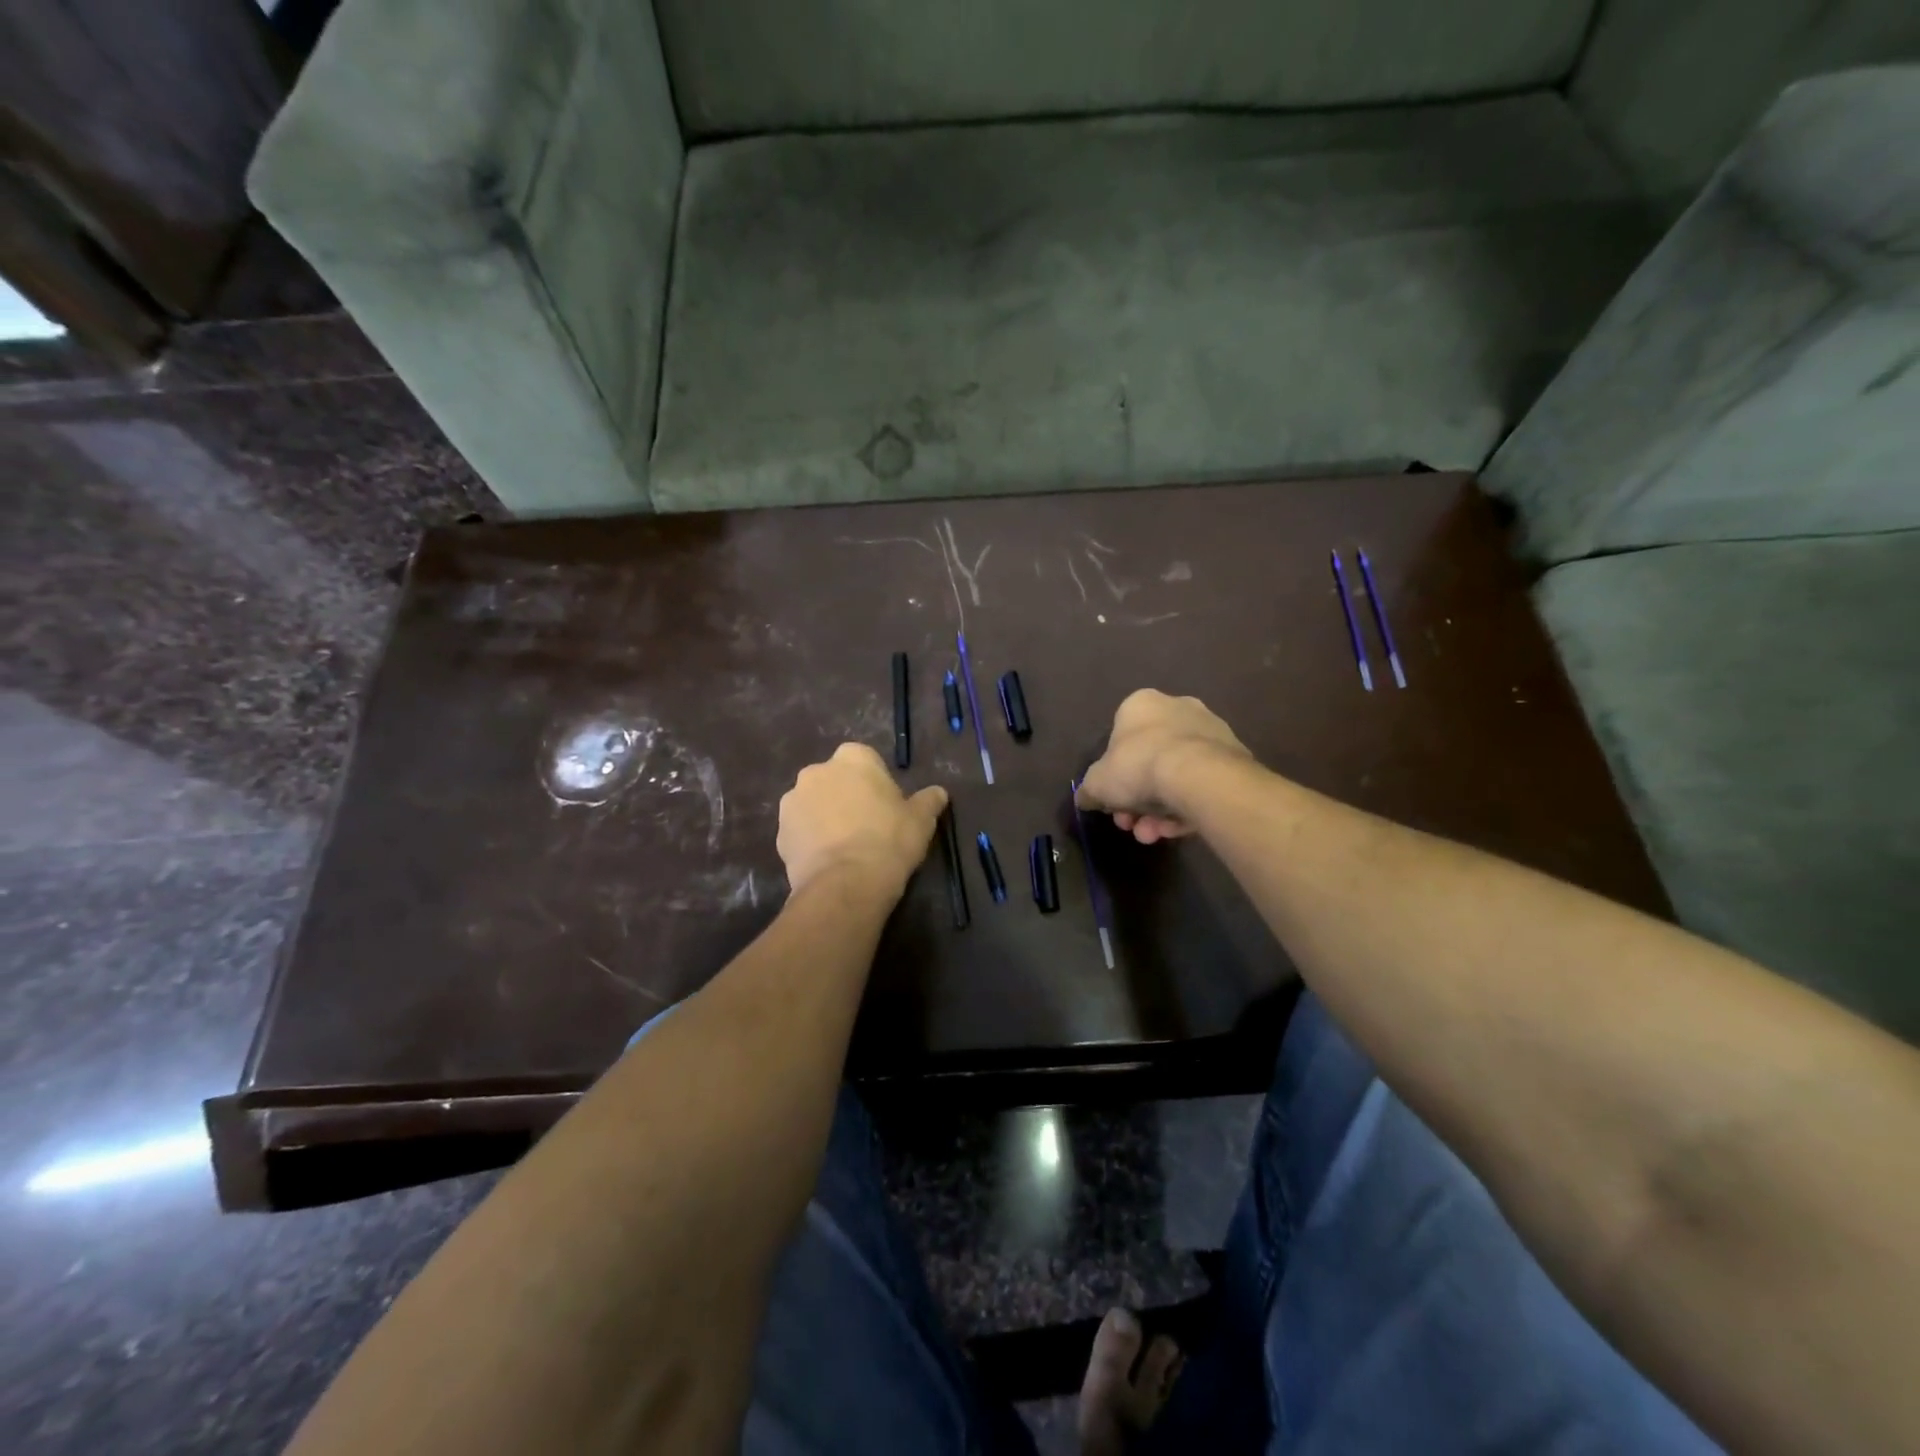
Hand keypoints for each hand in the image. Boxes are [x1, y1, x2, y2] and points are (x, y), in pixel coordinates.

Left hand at [777, 744, 947, 895]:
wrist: (846, 883)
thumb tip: (939, 793)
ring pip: (814, 804)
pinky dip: (811, 841)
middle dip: (846, 797)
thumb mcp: (921, 820)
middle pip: (835, 780)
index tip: (886, 807)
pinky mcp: (779, 832)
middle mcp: (817, 771)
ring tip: (845, 848)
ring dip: (825, 817)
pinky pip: (800, 831)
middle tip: (867, 827)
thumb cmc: (889, 840)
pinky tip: (829, 862)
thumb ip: (929, 801)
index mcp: (853, 758)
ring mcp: (792, 801)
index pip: (865, 761)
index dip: (876, 784)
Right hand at [1076, 690, 1249, 843]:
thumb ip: (1088, 790)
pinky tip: (1178, 830)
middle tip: (1131, 823)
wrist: (1199, 775)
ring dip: (1160, 809)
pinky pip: (1201, 784)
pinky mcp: (1234, 756)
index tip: (1112, 802)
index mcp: (1141, 704)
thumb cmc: (1139, 766)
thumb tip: (1085, 798)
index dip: (1112, 776)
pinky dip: (1188, 806)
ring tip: (1155, 835)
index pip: (1120, 739)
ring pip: (1176, 775)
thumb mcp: (1097, 783)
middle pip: (1149, 760)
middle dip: (1137, 799)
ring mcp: (1210, 731)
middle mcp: (1177, 708)